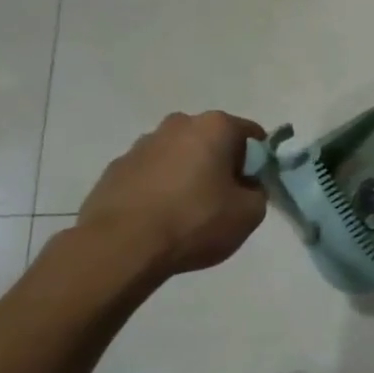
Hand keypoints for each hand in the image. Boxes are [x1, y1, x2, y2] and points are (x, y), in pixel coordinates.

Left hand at [77, 111, 267, 277]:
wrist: (121, 248)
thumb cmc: (195, 222)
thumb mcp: (250, 213)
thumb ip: (257, 192)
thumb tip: (245, 187)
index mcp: (215, 126)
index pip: (252, 135)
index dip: (258, 163)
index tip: (253, 188)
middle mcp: (177, 125)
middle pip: (212, 141)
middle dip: (220, 164)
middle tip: (222, 200)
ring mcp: (141, 145)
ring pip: (178, 156)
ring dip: (187, 175)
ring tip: (185, 213)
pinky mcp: (114, 169)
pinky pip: (150, 174)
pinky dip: (159, 189)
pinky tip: (158, 219)